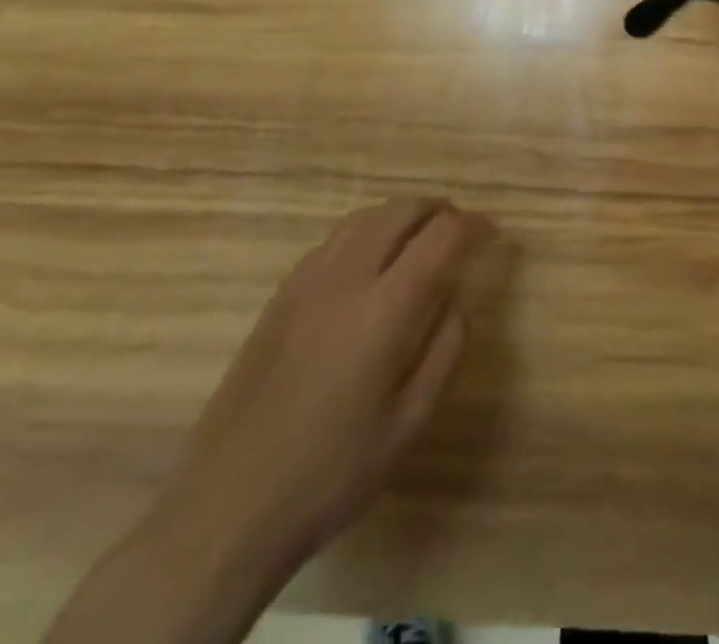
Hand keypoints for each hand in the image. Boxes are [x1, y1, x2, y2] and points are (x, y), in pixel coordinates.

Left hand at [165, 199, 495, 583]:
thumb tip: (458, 303)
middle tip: (459, 229)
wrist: (226, 508)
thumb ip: (444, 351)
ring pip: (363, 218)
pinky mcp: (279, 297)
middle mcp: (346, 278)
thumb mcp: (408, 423)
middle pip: (400, 211)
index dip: (473, 226)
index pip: (441, 236)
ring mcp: (306, 283)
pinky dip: (364, 233)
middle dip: (438, 210)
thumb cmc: (330, 472)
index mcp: (384, 308)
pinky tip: (368, 264)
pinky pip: (332, 241)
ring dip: (399, 216)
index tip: (491, 235)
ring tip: (418, 237)